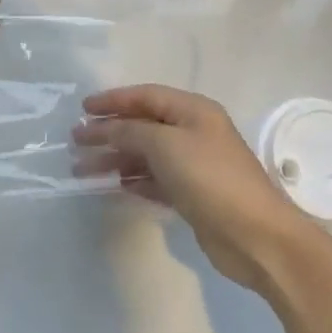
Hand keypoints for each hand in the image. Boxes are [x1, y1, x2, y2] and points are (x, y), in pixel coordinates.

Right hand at [74, 85, 306, 292]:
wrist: (255, 236)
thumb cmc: (210, 178)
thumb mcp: (165, 144)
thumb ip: (130, 130)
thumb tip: (105, 126)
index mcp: (193, 110)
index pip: (145, 96)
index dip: (113, 100)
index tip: (83, 108)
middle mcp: (194, 132)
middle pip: (143, 125)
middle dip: (109, 132)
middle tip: (76, 141)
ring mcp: (194, 165)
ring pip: (146, 155)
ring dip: (116, 158)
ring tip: (82, 169)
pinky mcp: (192, 195)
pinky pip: (155, 180)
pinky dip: (134, 180)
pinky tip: (114, 185)